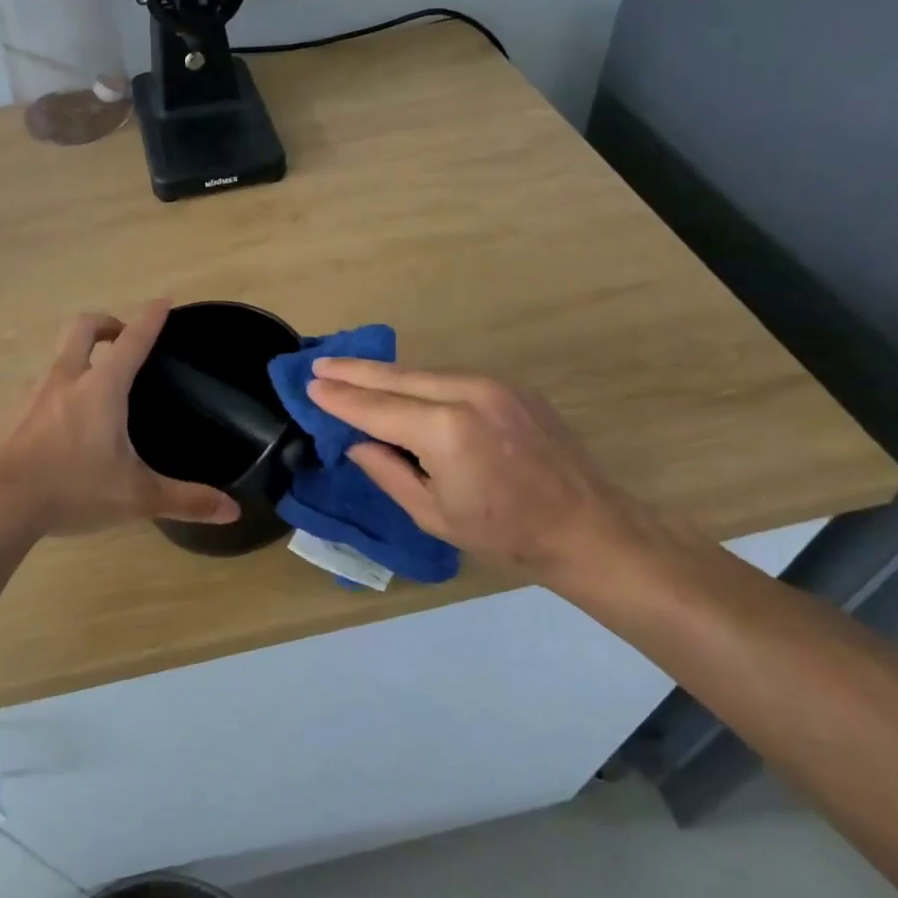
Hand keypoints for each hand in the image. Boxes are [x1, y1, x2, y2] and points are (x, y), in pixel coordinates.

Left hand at [0, 302, 240, 537]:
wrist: (0, 504)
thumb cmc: (74, 489)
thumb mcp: (137, 497)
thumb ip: (186, 500)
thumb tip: (233, 511)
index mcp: (102, 387)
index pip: (133, 340)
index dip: (151, 318)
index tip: (163, 302)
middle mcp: (67, 378)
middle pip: (82, 328)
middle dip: (105, 323)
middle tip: (121, 337)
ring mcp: (34, 393)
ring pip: (58, 357)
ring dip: (77, 358)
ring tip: (93, 387)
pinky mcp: (14, 413)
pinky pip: (39, 387)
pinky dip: (56, 389)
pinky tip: (61, 420)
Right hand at [306, 359, 666, 577]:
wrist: (587, 528)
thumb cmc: (505, 534)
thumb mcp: (433, 514)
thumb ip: (388, 471)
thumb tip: (358, 442)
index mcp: (446, 429)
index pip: (377, 408)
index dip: (340, 398)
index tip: (310, 385)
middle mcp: (468, 393)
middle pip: (397, 376)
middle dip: (355, 371)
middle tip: (320, 363)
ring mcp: (494, 385)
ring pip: (424, 373)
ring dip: (386, 375)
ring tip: (351, 372)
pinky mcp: (512, 387)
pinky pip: (451, 378)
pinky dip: (420, 382)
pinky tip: (401, 387)